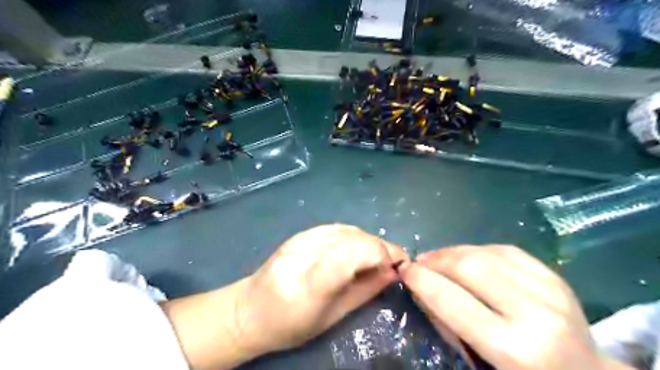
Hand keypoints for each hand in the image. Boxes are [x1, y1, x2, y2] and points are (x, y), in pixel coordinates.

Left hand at [232, 223, 407, 357]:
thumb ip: (365, 291)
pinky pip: (335, 227)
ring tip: (376, 257)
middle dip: (380, 247)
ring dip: (369, 240)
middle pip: (354, 238)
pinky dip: (354, 236)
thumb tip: (393, 272)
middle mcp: (303, 254)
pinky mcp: (298, 233)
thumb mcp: (331, 317)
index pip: (353, 254)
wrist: (249, 310)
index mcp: (309, 283)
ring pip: (347, 229)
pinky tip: (357, 248)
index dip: (383, 253)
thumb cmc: (290, 326)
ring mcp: (299, 240)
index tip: (399, 264)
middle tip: (391, 263)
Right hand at [396, 245, 628, 369]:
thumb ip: (449, 324)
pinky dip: (478, 250)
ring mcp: (550, 290)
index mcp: (513, 348)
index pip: (453, 301)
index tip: (404, 269)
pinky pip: (505, 250)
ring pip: (485, 253)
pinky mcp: (554, 276)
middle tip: (420, 263)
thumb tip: (422, 288)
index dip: (422, 280)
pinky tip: (466, 256)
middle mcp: (534, 313)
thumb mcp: (480, 361)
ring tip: (438, 258)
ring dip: (453, 252)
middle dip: (436, 260)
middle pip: (469, 267)